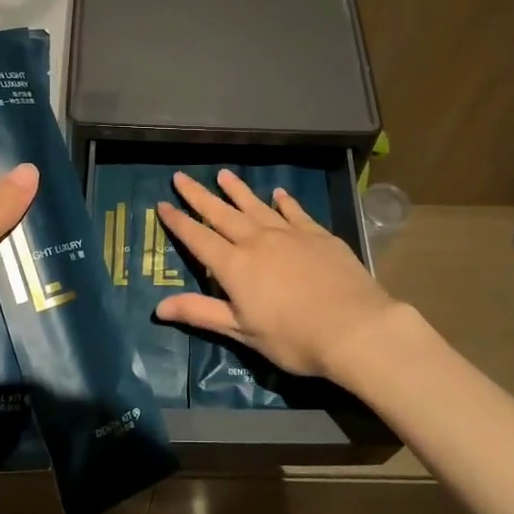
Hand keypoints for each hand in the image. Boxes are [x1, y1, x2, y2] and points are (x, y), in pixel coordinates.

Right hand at [156, 169, 397, 381]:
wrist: (354, 327)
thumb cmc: (294, 338)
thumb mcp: (242, 332)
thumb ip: (201, 313)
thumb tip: (158, 307)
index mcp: (235, 266)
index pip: (198, 239)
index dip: (178, 222)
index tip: (162, 204)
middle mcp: (258, 241)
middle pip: (222, 214)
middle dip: (199, 196)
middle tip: (181, 177)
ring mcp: (289, 234)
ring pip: (256, 205)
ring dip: (237, 190)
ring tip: (223, 175)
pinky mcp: (317, 234)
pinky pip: (295, 211)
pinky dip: (284, 201)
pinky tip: (278, 193)